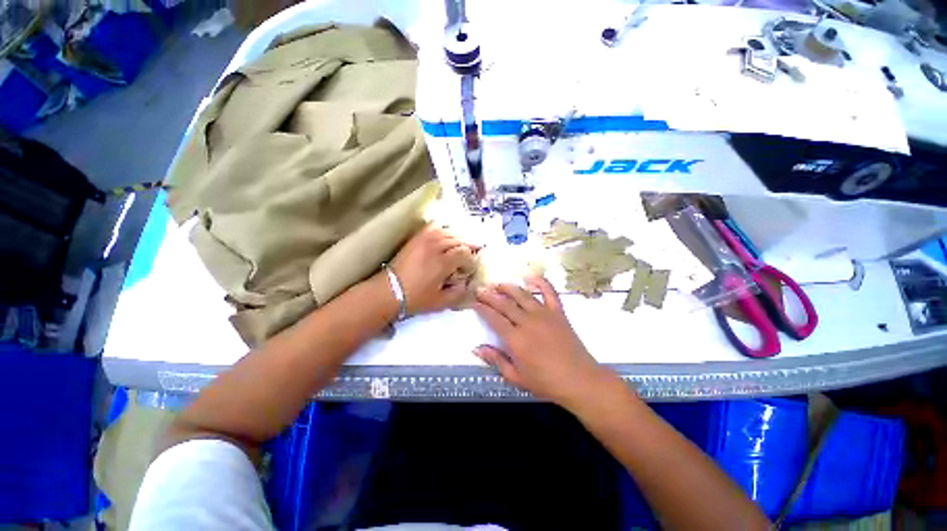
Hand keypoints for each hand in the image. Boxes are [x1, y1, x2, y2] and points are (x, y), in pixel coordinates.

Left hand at [390, 224, 477, 315]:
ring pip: (447, 232)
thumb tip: (467, 284)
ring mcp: (424, 240)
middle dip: (467, 248)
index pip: (464, 253)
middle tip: (469, 256)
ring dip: (457, 238)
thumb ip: (458, 293)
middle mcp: (436, 247)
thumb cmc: (415, 299)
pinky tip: (445, 234)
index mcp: (443, 263)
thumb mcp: (440, 302)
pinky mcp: (415, 239)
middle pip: (458, 241)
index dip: (471, 260)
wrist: (389, 291)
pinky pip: (433, 227)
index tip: (470, 268)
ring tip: (460, 246)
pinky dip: (442, 228)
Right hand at [473, 276, 605, 406]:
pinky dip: (541, 282)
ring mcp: (544, 314)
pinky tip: (531, 277)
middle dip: (490, 295)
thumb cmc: (546, 382)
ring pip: (522, 294)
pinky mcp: (558, 312)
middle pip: (504, 304)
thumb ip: (495, 360)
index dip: (482, 308)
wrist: (580, 380)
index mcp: (515, 339)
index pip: (493, 318)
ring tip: (498, 283)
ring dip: (508, 287)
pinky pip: (549, 292)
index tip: (474, 302)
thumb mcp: (516, 377)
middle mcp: (527, 322)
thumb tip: (476, 348)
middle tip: (480, 289)